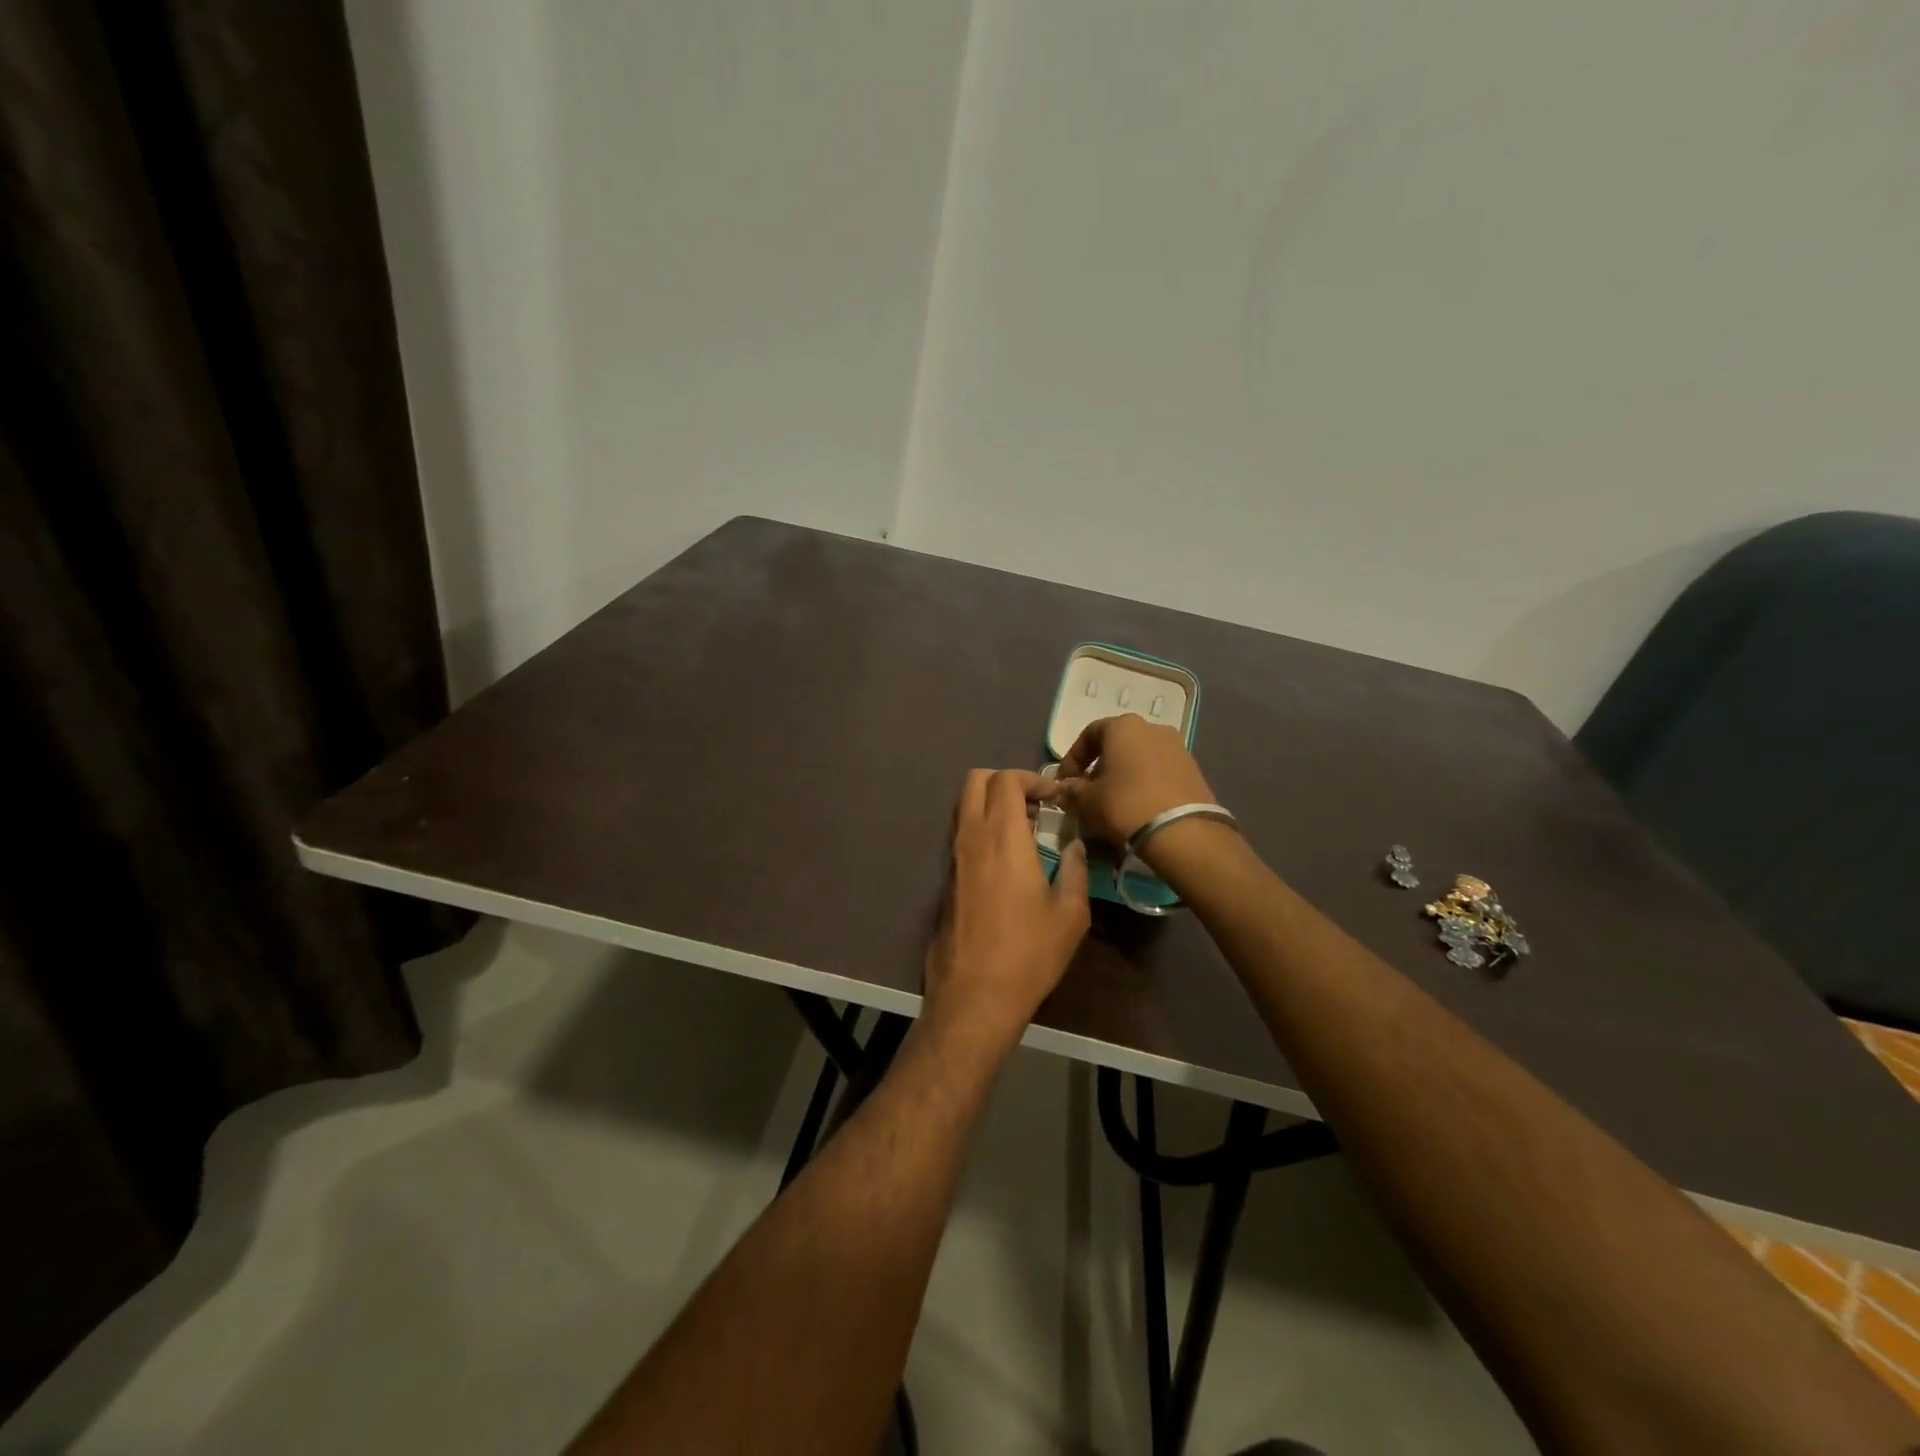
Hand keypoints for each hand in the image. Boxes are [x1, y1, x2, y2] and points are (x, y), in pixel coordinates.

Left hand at [924, 769, 1089, 1047]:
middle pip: (975, 781)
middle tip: (1036, 804)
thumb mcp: (1069, 914)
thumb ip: (1074, 870)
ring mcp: (953, 858)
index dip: (1032, 778)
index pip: (1006, 780)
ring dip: (993, 805)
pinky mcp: (946, 879)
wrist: (974, 996)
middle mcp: (971, 838)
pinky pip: (963, 835)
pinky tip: (1009, 860)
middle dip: (1006, 780)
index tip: (1056, 796)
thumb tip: (1073, 847)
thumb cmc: (1028, 953)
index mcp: (1002, 837)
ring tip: (1027, 832)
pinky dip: (983, 829)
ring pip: (965, 807)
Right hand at [1048, 714, 1217, 845]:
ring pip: (1139, 758)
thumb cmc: (1125, 805)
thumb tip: (1065, 790)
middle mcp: (1153, 728)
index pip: (1089, 734)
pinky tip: (1137, 806)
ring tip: (1113, 802)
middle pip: (1117, 745)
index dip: (1072, 759)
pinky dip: (1144, 784)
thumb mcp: (1087, 801)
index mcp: (1123, 726)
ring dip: (1122, 776)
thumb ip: (1072, 791)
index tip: (1064, 782)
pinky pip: (1159, 772)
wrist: (1183, 832)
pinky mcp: (1193, 770)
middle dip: (1099, 767)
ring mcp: (1177, 747)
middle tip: (1087, 793)